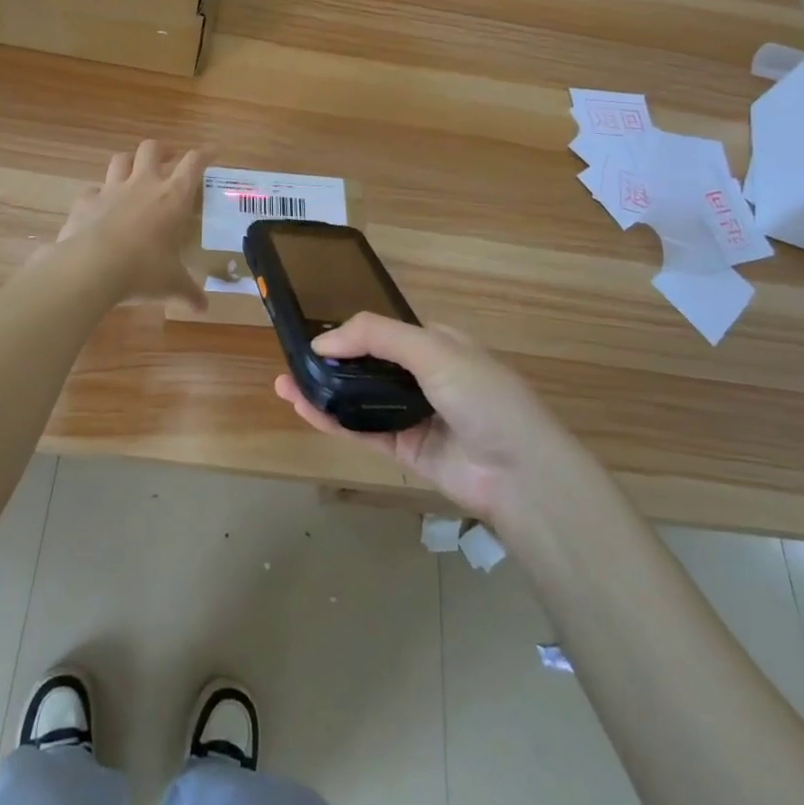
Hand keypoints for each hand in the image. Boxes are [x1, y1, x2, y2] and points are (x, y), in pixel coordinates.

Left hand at [49, 140, 205, 309]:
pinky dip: (98, 194)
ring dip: (129, 161)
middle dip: (162, 150)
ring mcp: (111, 189)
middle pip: (152, 148)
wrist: (91, 267)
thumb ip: (188, 293)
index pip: (193, 163)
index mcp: (173, 197)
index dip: (204, 154)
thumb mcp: (172, 284)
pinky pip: (93, 189)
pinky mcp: (85, 201)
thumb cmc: (143, 270)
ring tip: (134, 172)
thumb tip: (203, 309)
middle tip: (169, 159)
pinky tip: (100, 205)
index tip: (212, 152)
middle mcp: (144, 184)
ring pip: (121, 159)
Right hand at [273, 314, 573, 522]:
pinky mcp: (405, 450)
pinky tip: (303, 407)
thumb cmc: (482, 396)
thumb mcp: (434, 350)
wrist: (519, 473)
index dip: (351, 331)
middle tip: (291, 359)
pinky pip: (362, 430)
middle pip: (368, 365)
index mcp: (438, 344)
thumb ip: (377, 336)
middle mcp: (424, 377)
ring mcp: (413, 415)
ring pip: (360, 399)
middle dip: (331, 362)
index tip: (314, 333)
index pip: (385, 331)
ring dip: (324, 390)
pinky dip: (332, 419)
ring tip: (284, 383)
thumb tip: (323, 341)